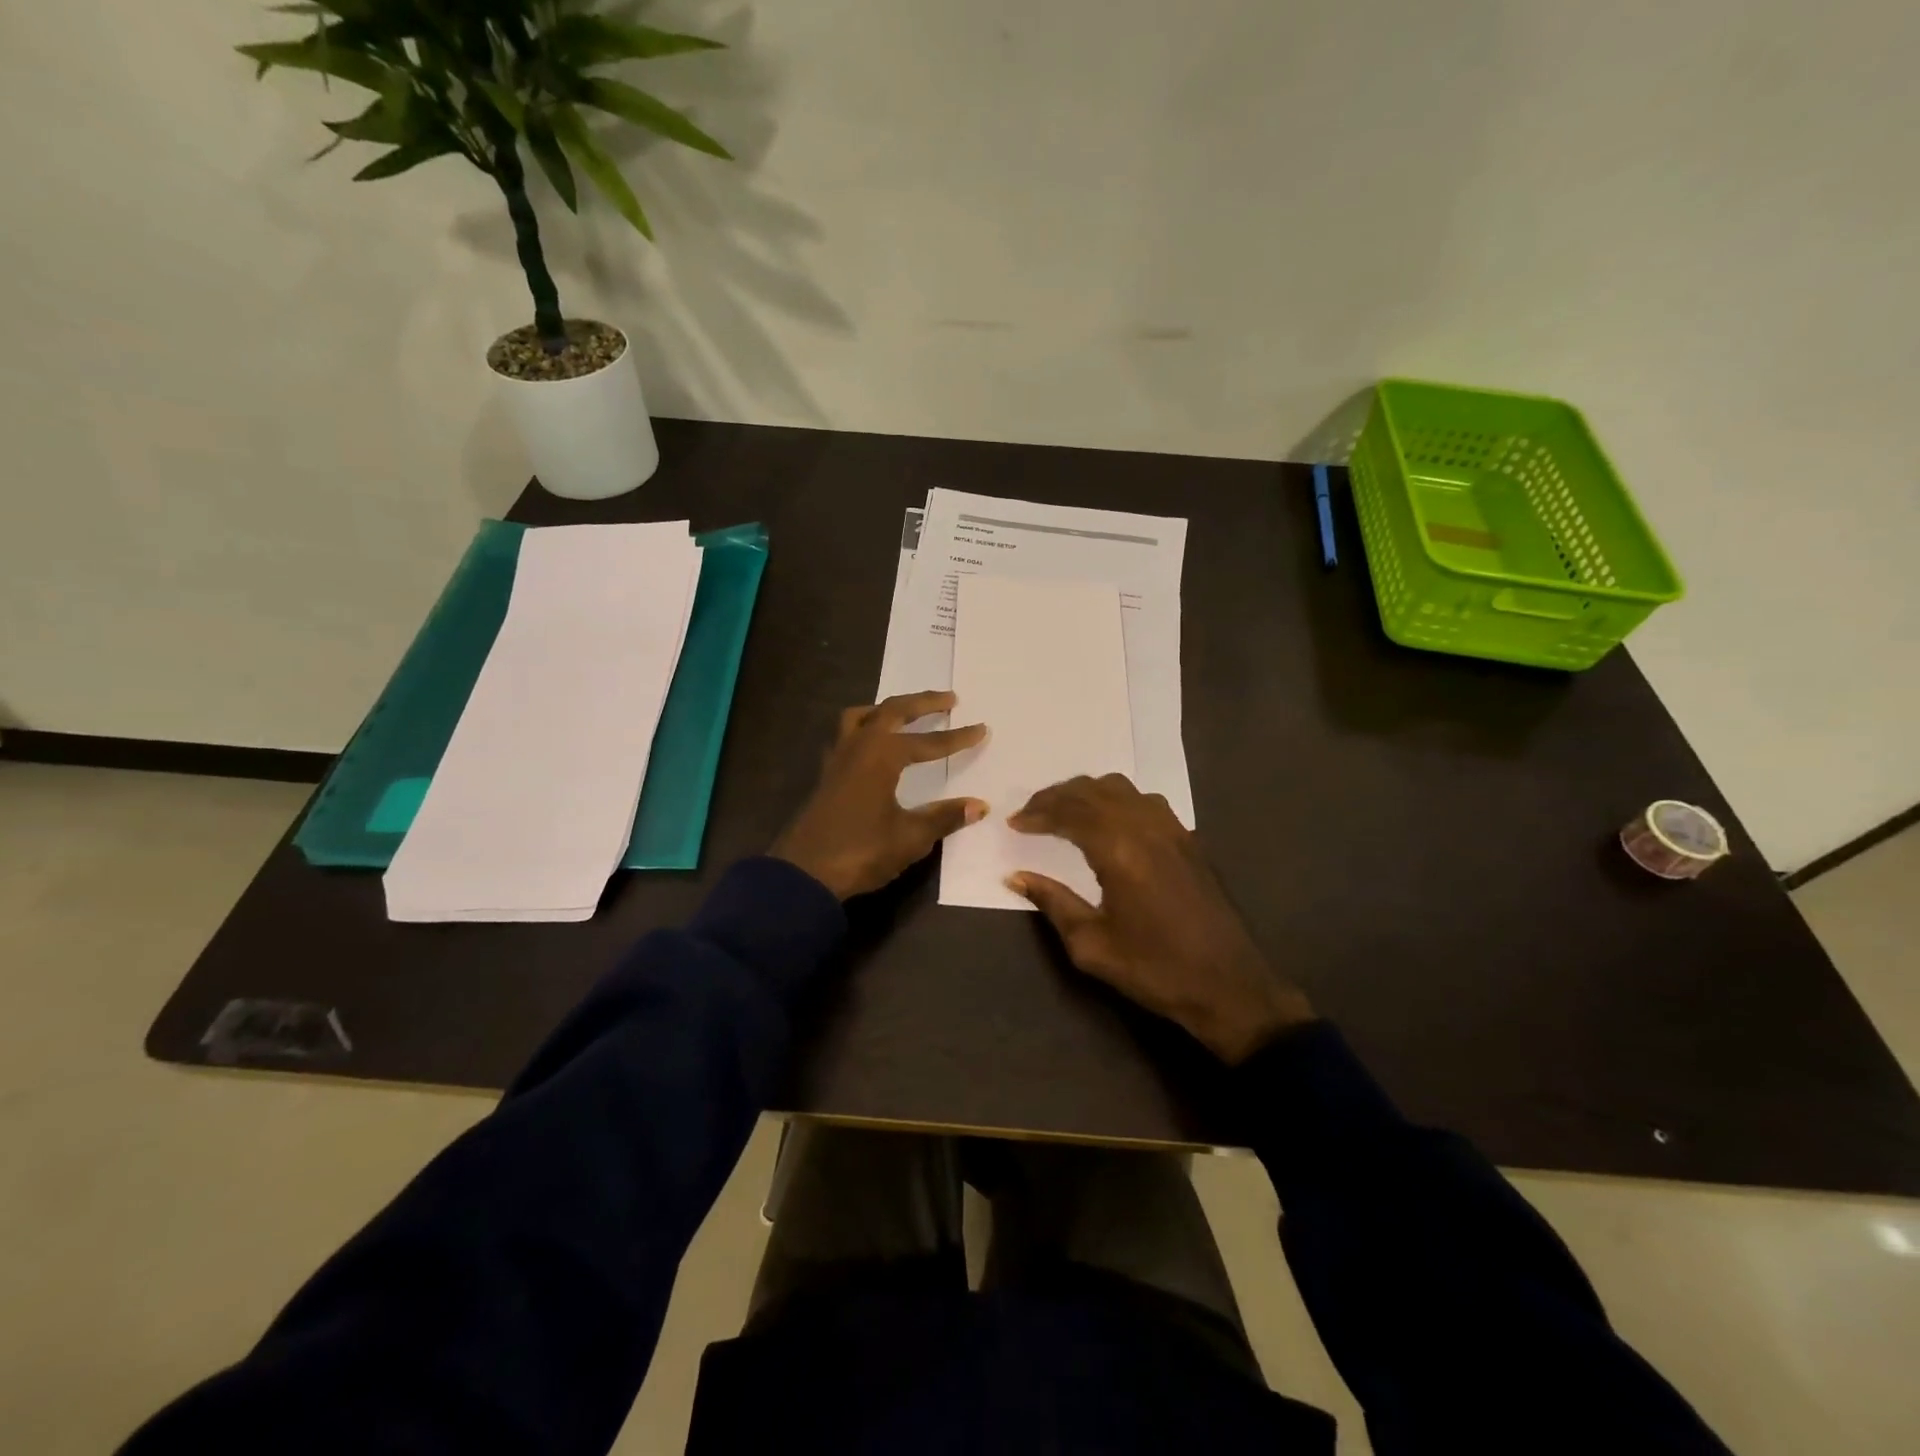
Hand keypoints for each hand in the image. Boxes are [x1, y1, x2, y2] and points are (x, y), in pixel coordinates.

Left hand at [772, 691, 987, 899]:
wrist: (804, 874)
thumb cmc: (861, 851)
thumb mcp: (910, 837)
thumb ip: (944, 817)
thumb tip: (980, 805)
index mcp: (881, 755)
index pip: (928, 742)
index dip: (957, 737)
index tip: (982, 728)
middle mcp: (859, 747)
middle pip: (892, 711)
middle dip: (922, 703)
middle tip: (949, 699)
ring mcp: (838, 759)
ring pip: (861, 717)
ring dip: (886, 710)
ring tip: (905, 711)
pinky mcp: (827, 775)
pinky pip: (846, 735)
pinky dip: (864, 728)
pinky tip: (872, 745)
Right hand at [1007, 774, 1312, 1063]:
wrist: (1229, 986)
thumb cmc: (1155, 969)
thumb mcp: (1092, 946)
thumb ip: (1053, 903)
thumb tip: (1017, 877)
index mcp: (1120, 850)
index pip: (1070, 812)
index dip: (1038, 813)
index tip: (1014, 823)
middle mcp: (1146, 827)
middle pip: (1092, 791)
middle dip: (1056, 796)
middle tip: (1030, 812)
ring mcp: (1172, 829)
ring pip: (1121, 789)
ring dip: (1086, 793)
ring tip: (1062, 811)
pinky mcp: (1188, 839)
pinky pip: (1144, 801)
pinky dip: (1115, 800)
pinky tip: (1107, 821)